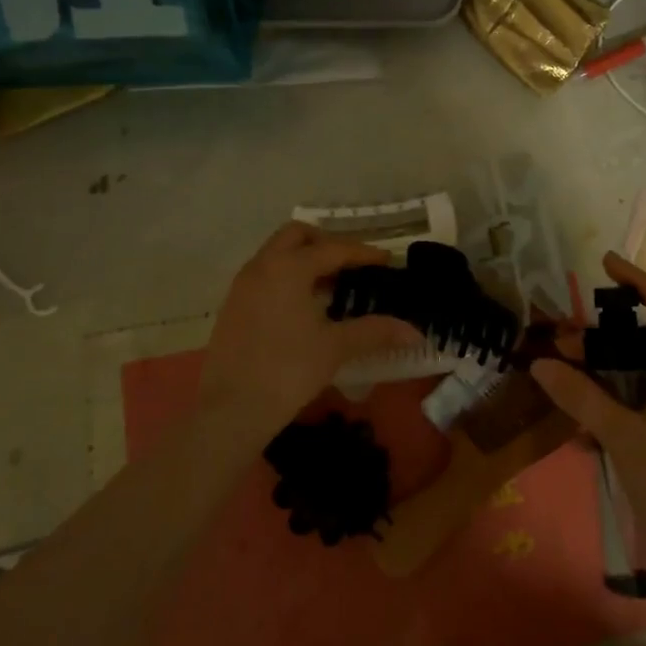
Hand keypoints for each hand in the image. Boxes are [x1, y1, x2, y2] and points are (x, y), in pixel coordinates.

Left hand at [202, 222, 421, 435]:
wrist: (230, 410)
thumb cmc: (287, 370)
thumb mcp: (335, 348)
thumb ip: (376, 332)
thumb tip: (415, 332)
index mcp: (289, 267)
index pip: (333, 249)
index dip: (363, 253)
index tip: (386, 260)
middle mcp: (262, 266)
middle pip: (296, 235)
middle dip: (326, 243)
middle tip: (351, 264)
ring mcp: (242, 285)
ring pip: (276, 253)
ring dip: (303, 259)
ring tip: (330, 285)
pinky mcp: (232, 306)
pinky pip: (264, 274)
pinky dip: (286, 277)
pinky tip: (302, 306)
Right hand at [531, 252, 645, 564]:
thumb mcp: (622, 437)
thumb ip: (581, 397)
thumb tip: (540, 363)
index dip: (634, 278)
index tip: (604, 262)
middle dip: (606, 334)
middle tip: (566, 341)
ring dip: (611, 366)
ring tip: (572, 377)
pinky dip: (624, 393)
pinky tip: (593, 420)